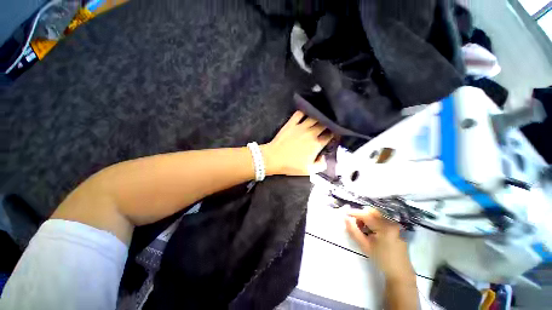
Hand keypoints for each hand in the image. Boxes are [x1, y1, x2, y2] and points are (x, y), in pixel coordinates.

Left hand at [262, 111, 333, 175]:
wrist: (274, 158)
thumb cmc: (291, 166)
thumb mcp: (309, 171)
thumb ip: (321, 165)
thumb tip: (324, 157)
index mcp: (316, 144)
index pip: (329, 135)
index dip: (334, 133)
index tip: (334, 133)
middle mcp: (311, 133)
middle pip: (324, 124)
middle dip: (328, 123)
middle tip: (328, 124)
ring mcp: (301, 126)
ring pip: (314, 117)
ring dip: (318, 116)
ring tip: (320, 116)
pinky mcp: (291, 123)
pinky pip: (300, 113)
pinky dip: (304, 111)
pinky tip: (307, 112)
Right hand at [345, 208, 414, 281]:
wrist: (400, 273)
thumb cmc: (381, 260)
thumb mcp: (365, 246)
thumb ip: (353, 231)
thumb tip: (345, 218)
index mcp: (384, 227)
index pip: (366, 215)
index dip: (354, 212)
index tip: (345, 213)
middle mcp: (391, 222)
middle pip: (372, 212)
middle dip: (361, 215)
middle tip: (355, 224)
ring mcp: (395, 225)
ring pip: (376, 215)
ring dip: (367, 218)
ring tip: (363, 229)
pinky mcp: (396, 228)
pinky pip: (382, 219)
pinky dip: (373, 222)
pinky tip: (371, 232)